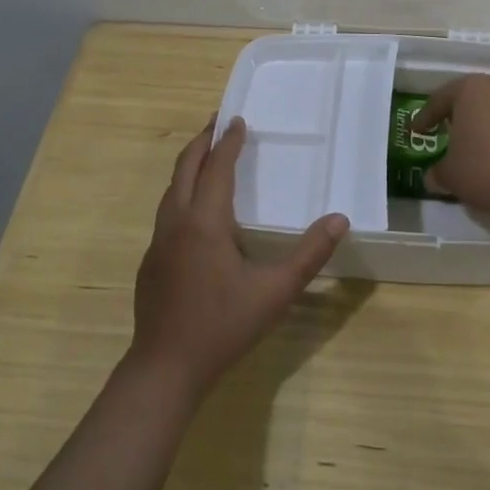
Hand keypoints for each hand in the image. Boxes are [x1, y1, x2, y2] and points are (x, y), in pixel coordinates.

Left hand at [131, 116, 348, 395]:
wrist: (165, 369)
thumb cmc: (223, 326)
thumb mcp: (275, 291)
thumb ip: (309, 254)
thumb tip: (339, 219)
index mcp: (205, 222)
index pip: (217, 168)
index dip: (228, 142)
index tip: (238, 120)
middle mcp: (176, 222)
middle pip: (185, 168)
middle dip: (201, 142)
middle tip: (217, 122)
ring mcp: (158, 242)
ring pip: (171, 190)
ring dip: (188, 166)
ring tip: (206, 156)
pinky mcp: (150, 262)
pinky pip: (166, 212)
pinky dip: (181, 193)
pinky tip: (194, 211)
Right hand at [413, 67, 489, 216]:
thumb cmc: (482, 169)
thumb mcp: (449, 174)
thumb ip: (437, 171)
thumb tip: (432, 177)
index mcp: (469, 89)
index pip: (439, 99)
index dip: (425, 117)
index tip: (415, 131)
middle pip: (475, 88)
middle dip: (463, 104)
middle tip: (452, 125)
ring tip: (481, 134)